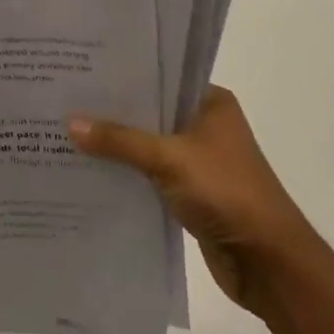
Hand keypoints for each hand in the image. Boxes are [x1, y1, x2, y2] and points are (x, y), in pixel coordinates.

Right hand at [69, 87, 310, 319]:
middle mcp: (205, 125)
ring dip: (117, 145)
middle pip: (150, 112)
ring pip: (147, 144)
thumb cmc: (227, 193)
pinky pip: (148, 174)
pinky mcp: (189, 192)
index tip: (82, 69)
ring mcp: (198, 160)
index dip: (123, 75)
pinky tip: (89, 169)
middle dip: (113, 111)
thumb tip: (70, 123)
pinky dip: (126, 172)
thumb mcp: (169, 158)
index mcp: (210, 102)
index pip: (160, 77)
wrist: (269, 264)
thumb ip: (120, 140)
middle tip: (65, 98)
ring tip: (66, 130)